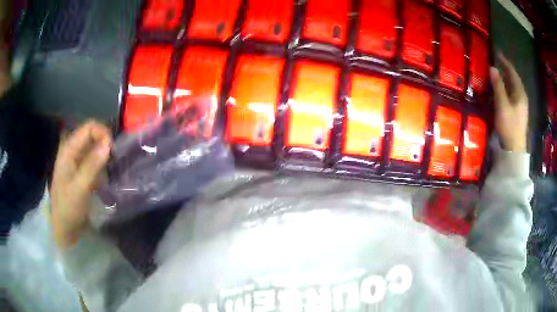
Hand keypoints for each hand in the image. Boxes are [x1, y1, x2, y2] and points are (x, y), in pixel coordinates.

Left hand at [51, 121, 111, 248]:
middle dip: (105, 143)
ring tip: (114, 165)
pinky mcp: (81, 172)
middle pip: (92, 135)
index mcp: (69, 150)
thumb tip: (108, 143)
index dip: (102, 133)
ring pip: (94, 147)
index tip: (113, 150)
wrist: (64, 228)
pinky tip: (108, 173)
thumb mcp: (80, 187)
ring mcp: (77, 161)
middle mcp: (73, 151)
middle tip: (115, 158)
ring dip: (105, 153)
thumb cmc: (69, 208)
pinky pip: (94, 160)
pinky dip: (103, 163)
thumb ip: (92, 165)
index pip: (88, 128)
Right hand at [490, 53, 528, 151]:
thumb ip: (498, 86)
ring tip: (497, 75)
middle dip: (505, 70)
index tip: (497, 53)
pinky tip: (501, 91)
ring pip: (513, 88)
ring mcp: (521, 106)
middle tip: (496, 63)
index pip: (513, 72)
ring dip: (505, 80)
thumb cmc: (509, 126)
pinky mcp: (518, 113)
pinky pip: (512, 95)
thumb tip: (492, 67)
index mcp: (520, 93)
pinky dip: (506, 89)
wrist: (514, 149)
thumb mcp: (502, 104)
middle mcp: (522, 97)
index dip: (505, 62)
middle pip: (514, 79)